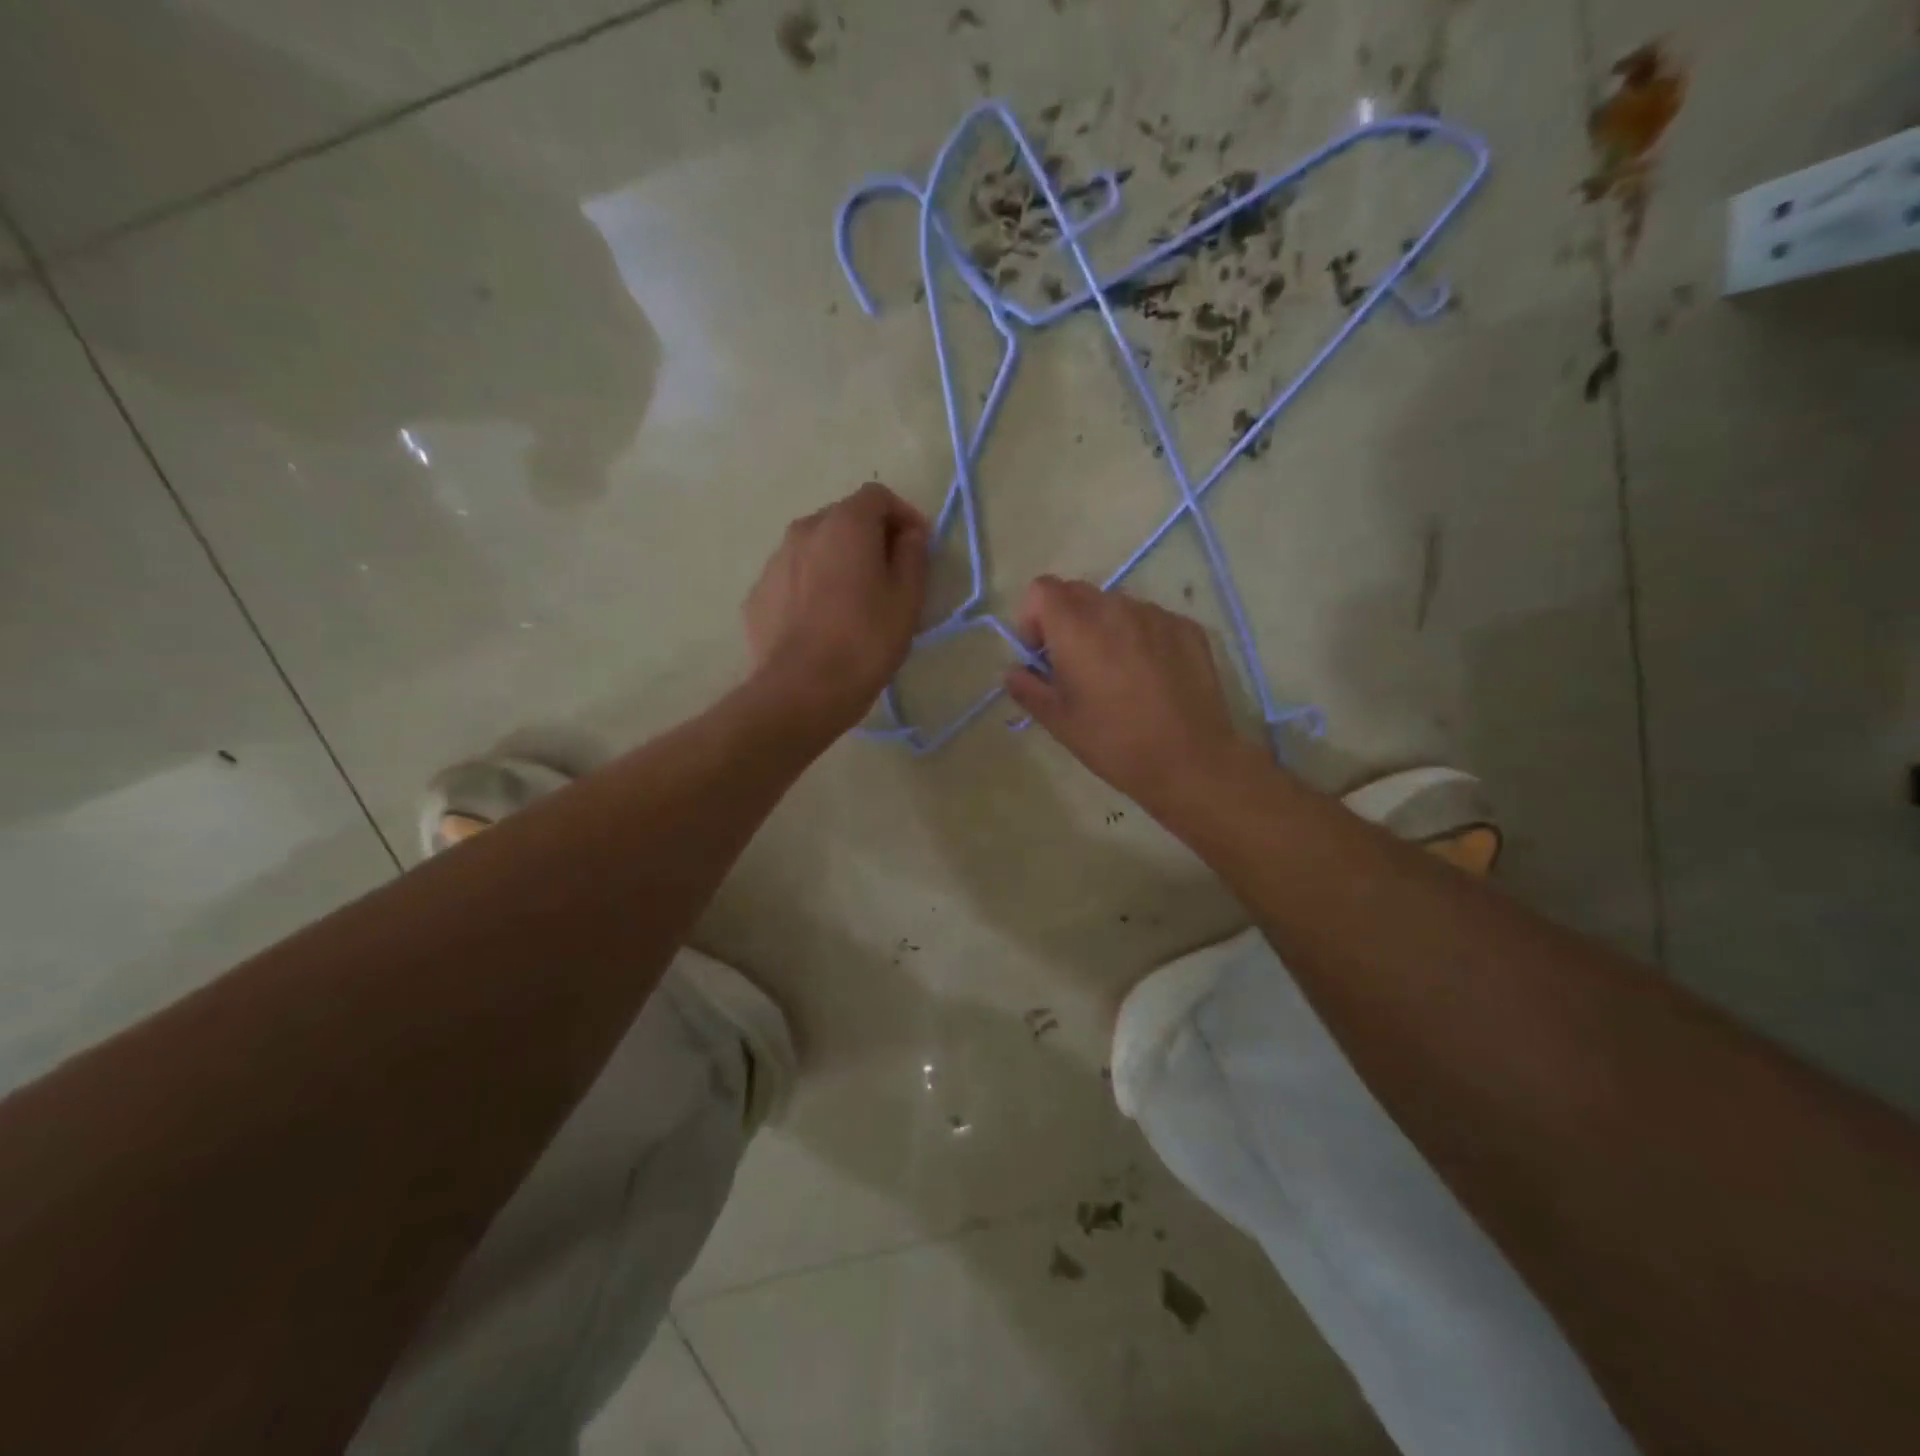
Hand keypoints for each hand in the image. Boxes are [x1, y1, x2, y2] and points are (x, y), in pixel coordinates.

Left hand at [744, 482, 929, 734]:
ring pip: (814, 549)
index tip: (917, 546)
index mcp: (845, 524)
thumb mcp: (907, 600)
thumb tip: (909, 534)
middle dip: (868, 537)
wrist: (800, 691)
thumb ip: (912, 556)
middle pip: (842, 519)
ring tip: (852, 603)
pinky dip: (810, 587)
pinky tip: (821, 624)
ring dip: (836, 562)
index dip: (903, 515)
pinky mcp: (757, 595)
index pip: (877, 496)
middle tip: (888, 576)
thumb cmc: (865, 642)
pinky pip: (792, 579)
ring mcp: (774, 562)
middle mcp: (803, 530)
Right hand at [1003, 576, 1250, 809]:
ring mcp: (1156, 614)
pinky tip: (1151, 677)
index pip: (1041, 589)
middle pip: (1078, 593)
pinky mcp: (1187, 627)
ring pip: (1116, 606)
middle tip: (1074, 665)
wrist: (1190, 761)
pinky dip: (1140, 637)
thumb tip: (1014, 672)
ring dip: (1105, 628)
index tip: (1041, 655)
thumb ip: (1028, 688)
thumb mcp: (1059, 722)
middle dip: (1066, 621)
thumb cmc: (1114, 743)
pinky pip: (1150, 619)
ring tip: (1117, 673)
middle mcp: (1115, 608)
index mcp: (1077, 628)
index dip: (1033, 618)